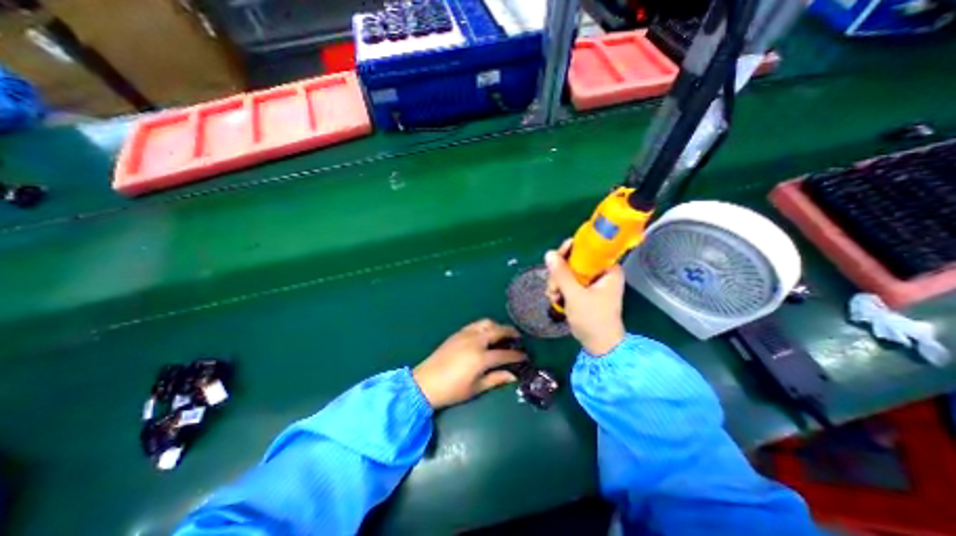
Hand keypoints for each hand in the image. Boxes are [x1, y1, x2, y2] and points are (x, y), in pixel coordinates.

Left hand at [413, 317, 526, 409]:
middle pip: (498, 331)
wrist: (425, 383)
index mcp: (481, 357)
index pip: (505, 353)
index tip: (525, 356)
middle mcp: (475, 341)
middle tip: (518, 338)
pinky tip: (486, 334)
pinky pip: (476, 324)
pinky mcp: (458, 333)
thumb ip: (496, 379)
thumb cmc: (452, 390)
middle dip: (511, 333)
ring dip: (497, 326)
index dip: (517, 355)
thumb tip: (513, 375)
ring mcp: (466, 334)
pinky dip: (485, 326)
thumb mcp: (476, 388)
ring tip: (502, 334)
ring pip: (486, 323)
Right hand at [546, 239, 628, 355]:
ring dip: (557, 284)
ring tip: (554, 298)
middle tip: (553, 288)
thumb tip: (549, 253)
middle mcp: (601, 273)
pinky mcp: (585, 292)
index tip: (555, 259)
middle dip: (559, 274)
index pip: (587, 249)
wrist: (599, 345)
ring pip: (568, 273)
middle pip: (574, 261)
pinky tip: (556, 300)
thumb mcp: (575, 295)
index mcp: (608, 269)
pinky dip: (560, 290)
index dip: (569, 251)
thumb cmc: (593, 319)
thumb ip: (561, 274)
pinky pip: (568, 283)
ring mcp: (592, 283)